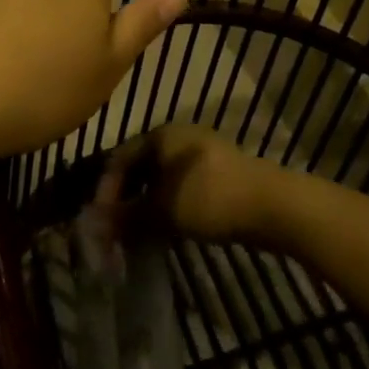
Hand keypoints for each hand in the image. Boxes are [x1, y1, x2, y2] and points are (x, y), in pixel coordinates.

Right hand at [92, 124, 294, 247]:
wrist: (272, 205)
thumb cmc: (208, 198)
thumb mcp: (161, 210)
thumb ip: (126, 216)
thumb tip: (96, 225)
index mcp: (161, 135)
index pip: (119, 158)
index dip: (105, 190)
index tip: (100, 220)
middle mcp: (179, 137)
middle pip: (140, 167)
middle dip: (126, 199)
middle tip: (116, 230)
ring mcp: (201, 153)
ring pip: (162, 179)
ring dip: (147, 205)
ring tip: (139, 233)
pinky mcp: (219, 173)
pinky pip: (182, 186)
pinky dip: (169, 205)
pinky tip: (167, 227)